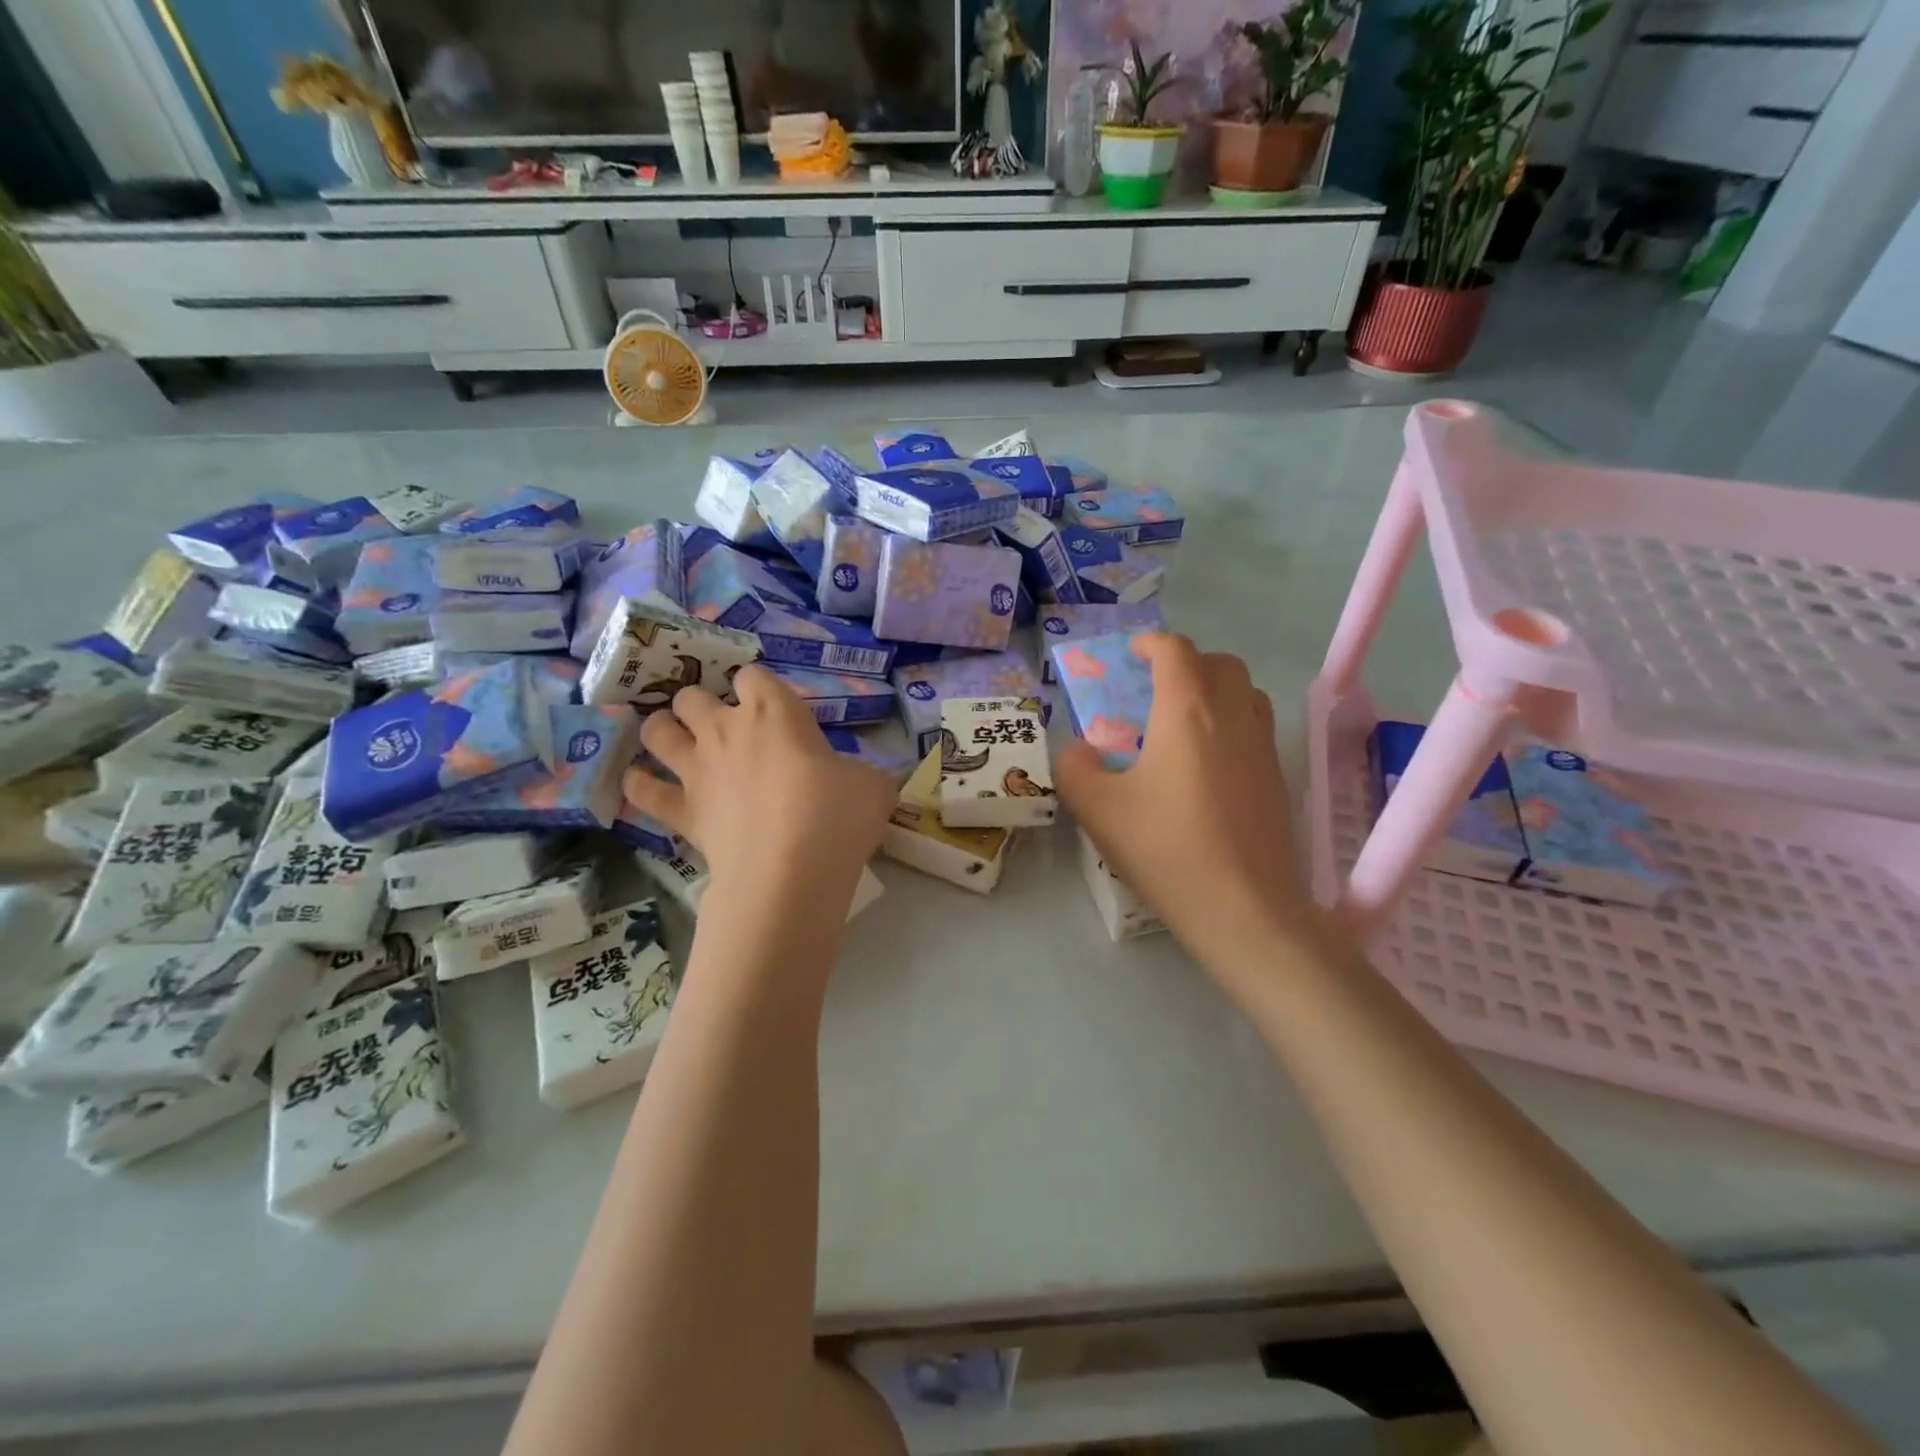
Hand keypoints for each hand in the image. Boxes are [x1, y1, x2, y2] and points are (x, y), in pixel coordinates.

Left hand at [623, 666, 895, 905]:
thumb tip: (867, 780)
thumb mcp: (873, 786)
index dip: (757, 685)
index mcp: (775, 712)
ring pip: (657, 730)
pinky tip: (643, 786)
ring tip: (674, 741)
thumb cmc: (837, 815)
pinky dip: (639, 786)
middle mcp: (727, 730)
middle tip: (720, 726)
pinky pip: (642, 790)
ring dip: (662, 730)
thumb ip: (865, 773)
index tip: (770, 705)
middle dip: (701, 704)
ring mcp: (697, 769)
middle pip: (692, 695)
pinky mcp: (680, 810)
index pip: (753, 675)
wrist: (790, 870)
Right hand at [1055, 634, 1317, 975]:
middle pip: (1219, 663)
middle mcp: (1231, 715)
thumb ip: (1075, 767)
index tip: (1131, 655)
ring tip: (1184, 722)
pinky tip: (1207, 763)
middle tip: (1155, 689)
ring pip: (1245, 691)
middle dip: (1186, 663)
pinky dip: (1232, 721)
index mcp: (1187, 710)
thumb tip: (1079, 751)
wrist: (1243, 908)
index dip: (1150, 644)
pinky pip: (1256, 726)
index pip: (1175, 651)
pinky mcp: (1277, 777)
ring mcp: (1262, 745)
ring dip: (1215, 689)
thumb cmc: (1166, 848)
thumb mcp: (1097, 809)